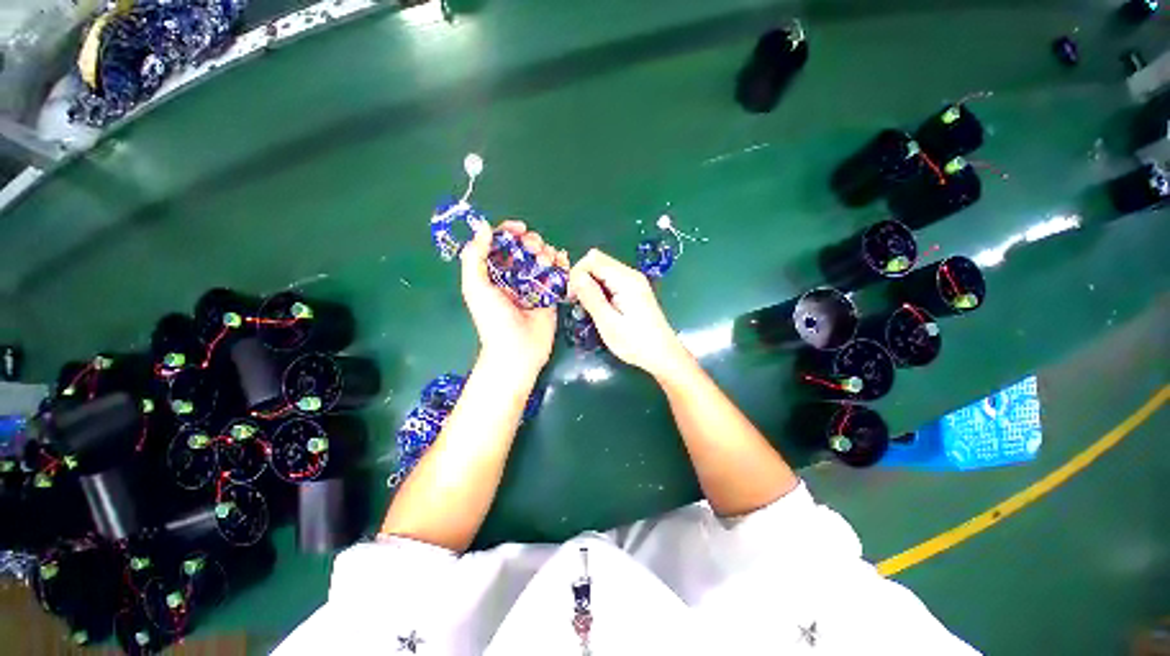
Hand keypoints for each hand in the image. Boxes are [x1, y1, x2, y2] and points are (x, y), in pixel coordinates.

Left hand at [460, 220, 568, 375]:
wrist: (518, 350)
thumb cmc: (493, 319)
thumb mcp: (475, 287)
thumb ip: (475, 256)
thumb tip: (483, 226)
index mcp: (493, 274)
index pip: (501, 246)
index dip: (509, 233)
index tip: (520, 229)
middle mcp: (514, 277)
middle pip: (525, 250)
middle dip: (532, 242)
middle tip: (536, 248)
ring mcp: (534, 287)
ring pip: (543, 260)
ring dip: (547, 252)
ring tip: (548, 260)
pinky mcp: (550, 296)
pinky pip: (557, 275)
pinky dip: (562, 265)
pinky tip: (563, 261)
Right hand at [568, 249, 691, 379]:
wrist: (663, 355)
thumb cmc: (635, 343)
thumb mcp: (608, 323)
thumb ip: (591, 297)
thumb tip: (575, 276)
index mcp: (626, 280)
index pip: (593, 259)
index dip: (577, 274)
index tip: (572, 297)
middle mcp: (631, 275)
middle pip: (598, 261)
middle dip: (582, 278)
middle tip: (577, 302)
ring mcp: (634, 282)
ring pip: (603, 270)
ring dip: (590, 284)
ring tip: (587, 307)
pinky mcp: (634, 290)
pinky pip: (611, 280)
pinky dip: (599, 289)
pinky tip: (599, 307)